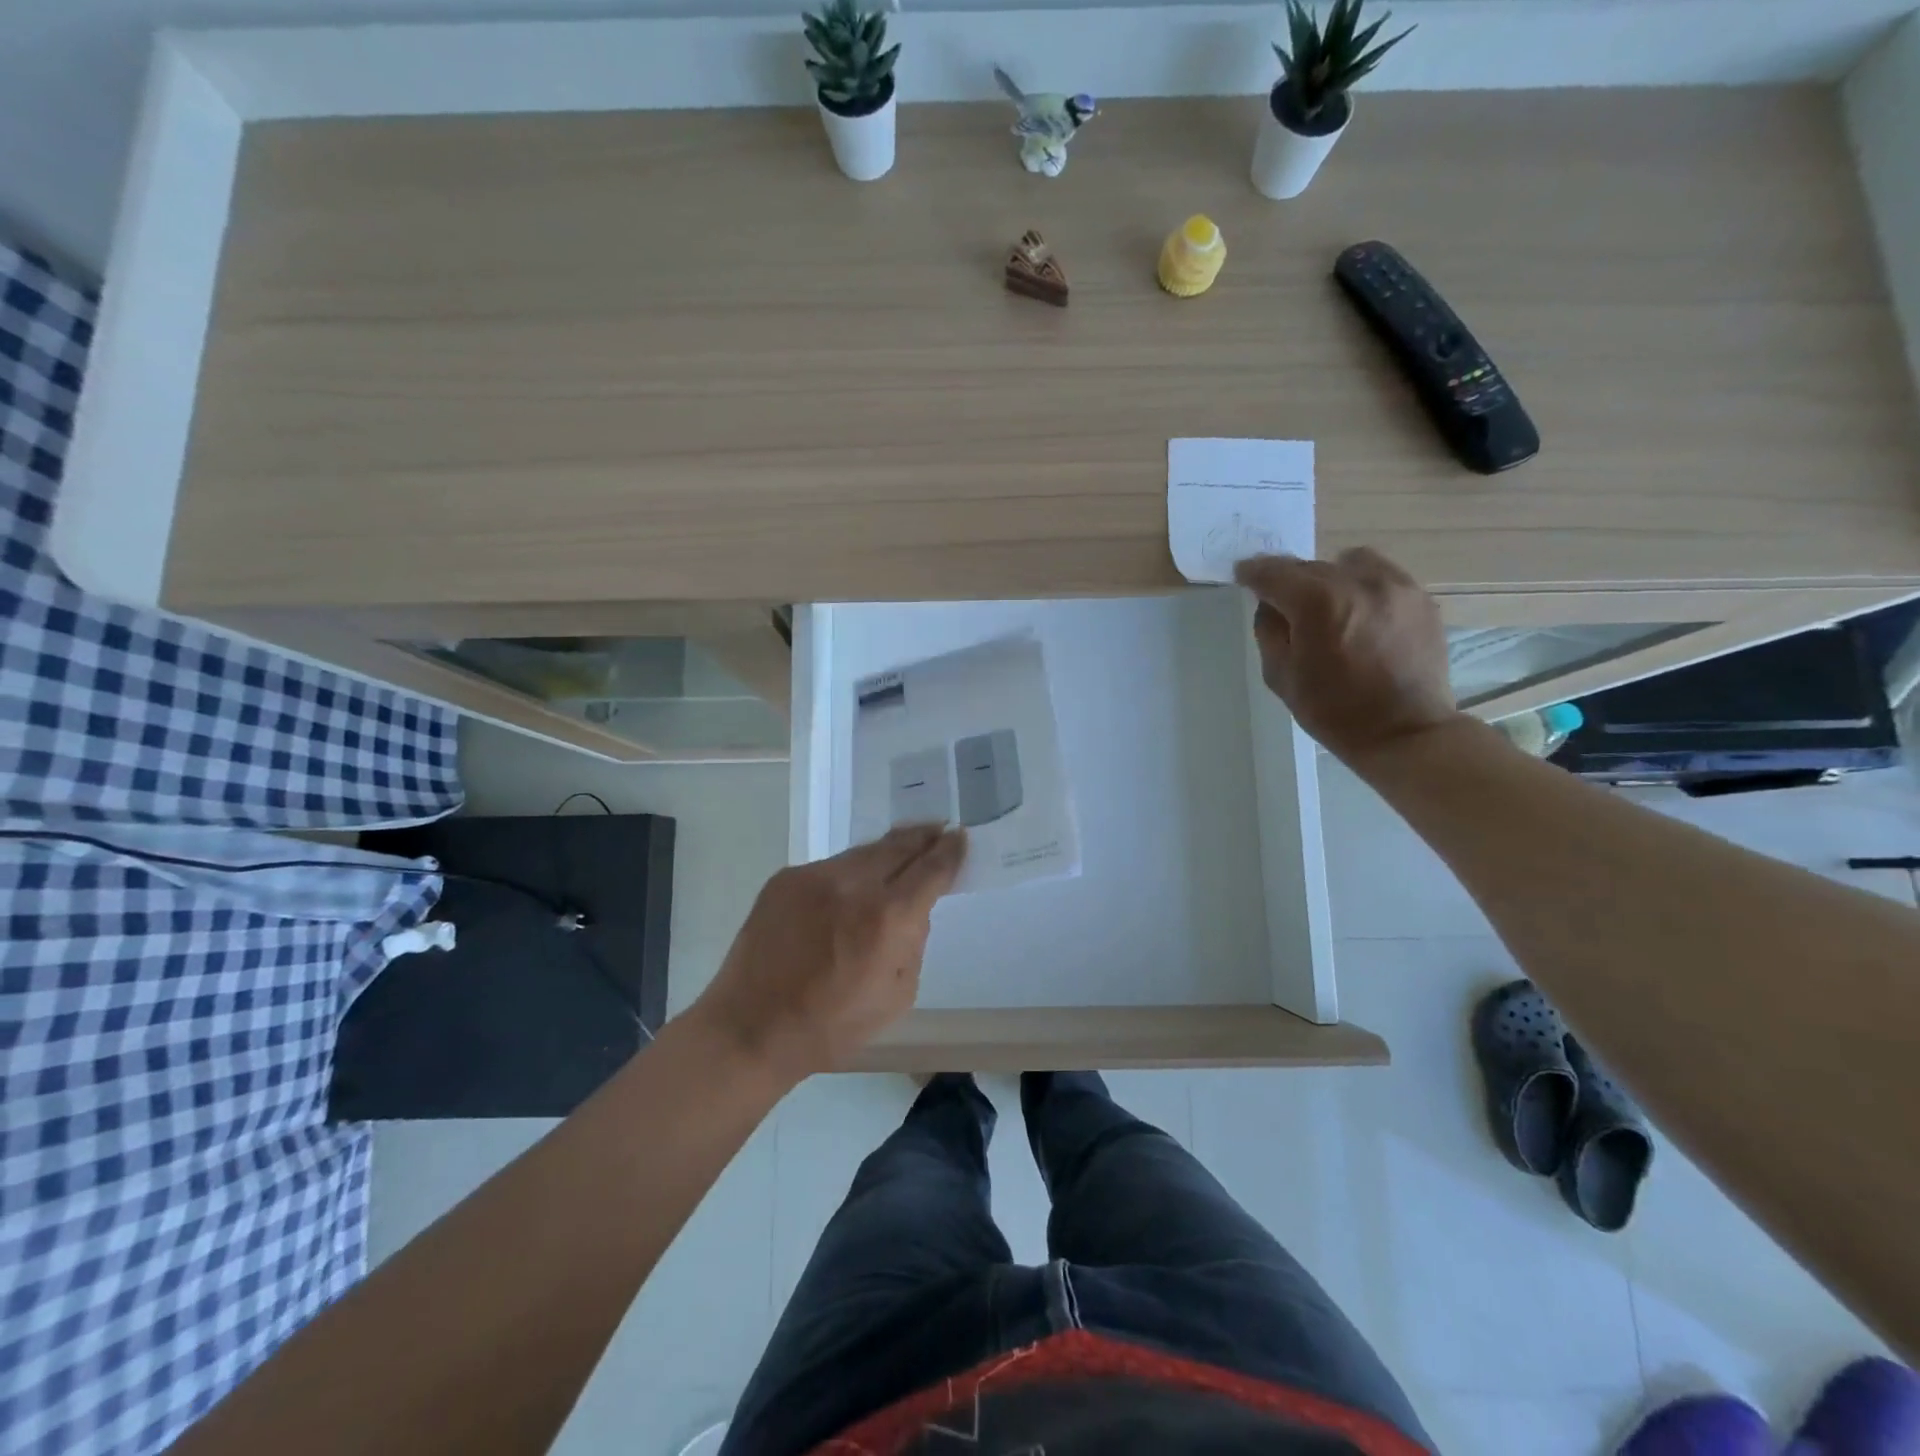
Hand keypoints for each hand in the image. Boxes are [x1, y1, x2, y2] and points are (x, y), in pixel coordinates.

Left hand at [692, 825, 966, 1081]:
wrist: (750, 1028)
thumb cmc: (831, 1025)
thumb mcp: (897, 996)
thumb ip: (914, 943)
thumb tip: (913, 910)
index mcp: (887, 918)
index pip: (930, 869)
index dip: (950, 852)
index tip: (960, 838)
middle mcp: (853, 884)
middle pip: (899, 846)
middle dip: (923, 837)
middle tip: (939, 829)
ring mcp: (814, 876)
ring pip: (863, 853)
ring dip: (886, 852)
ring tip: (902, 848)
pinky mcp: (786, 878)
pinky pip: (830, 867)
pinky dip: (849, 872)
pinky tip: (851, 887)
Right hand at [1235, 547, 1460, 764]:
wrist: (1404, 732)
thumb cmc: (1333, 711)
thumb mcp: (1280, 676)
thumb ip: (1269, 631)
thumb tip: (1270, 604)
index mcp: (1317, 603)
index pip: (1274, 573)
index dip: (1253, 572)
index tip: (1243, 574)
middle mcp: (1357, 582)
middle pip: (1310, 566)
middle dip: (1290, 580)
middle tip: (1282, 602)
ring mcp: (1395, 586)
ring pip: (1348, 563)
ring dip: (1328, 577)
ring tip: (1326, 604)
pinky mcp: (1420, 597)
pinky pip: (1381, 574)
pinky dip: (1361, 584)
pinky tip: (1358, 612)